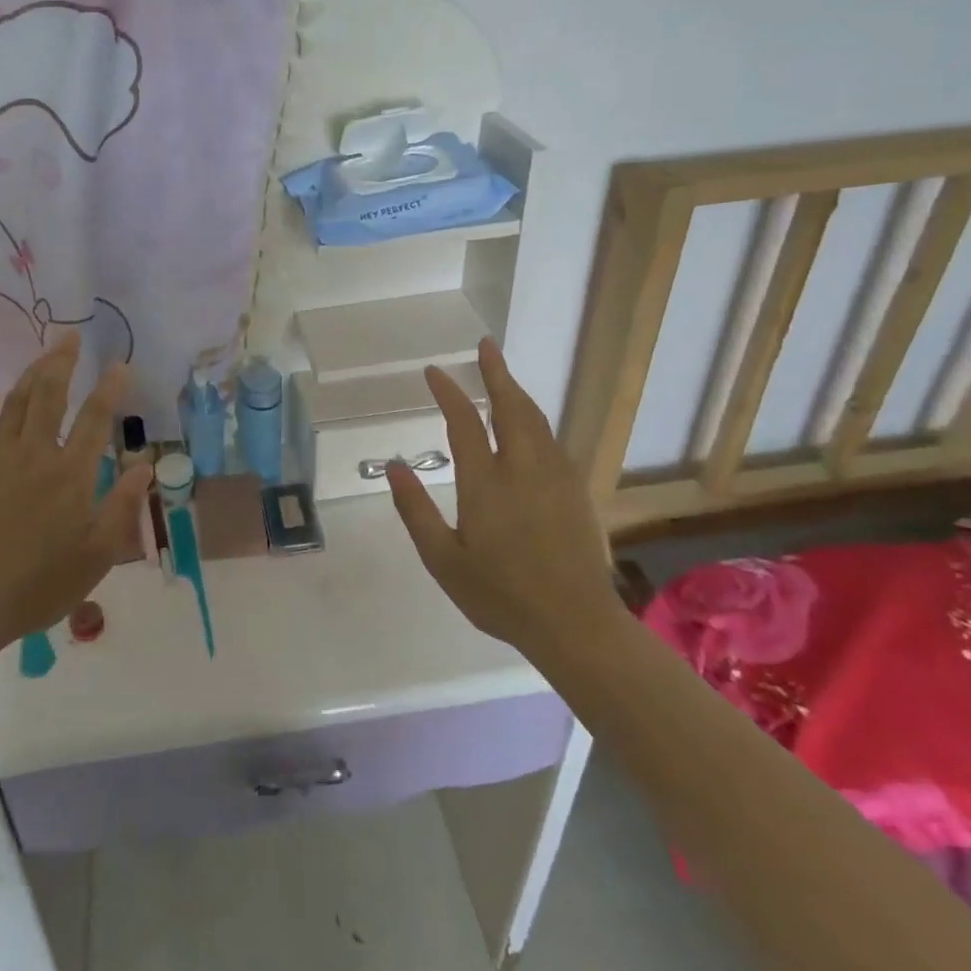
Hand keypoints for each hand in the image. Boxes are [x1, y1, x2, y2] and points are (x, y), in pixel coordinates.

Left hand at [0, 331, 149, 653]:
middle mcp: (36, 455)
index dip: (110, 389)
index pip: (95, 419)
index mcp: (71, 474)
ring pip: (16, 404)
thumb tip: (145, 466)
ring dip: (30, 374)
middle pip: (50, 395)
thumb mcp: (96, 554)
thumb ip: (122, 506)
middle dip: (62, 361)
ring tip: (43, 354)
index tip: (121, 364)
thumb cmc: (40, 584)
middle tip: (71, 336)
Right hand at [387, 339, 623, 663]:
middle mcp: (523, 469)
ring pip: (536, 420)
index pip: (464, 422)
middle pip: (511, 407)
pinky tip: (529, 424)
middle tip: (486, 346)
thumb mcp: (442, 560)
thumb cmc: (500, 595)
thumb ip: (415, 510)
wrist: (576, 624)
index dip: (449, 393)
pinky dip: (535, 419)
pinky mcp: (576, 491)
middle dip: (496, 373)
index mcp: (486, 483)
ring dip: (517, 393)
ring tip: (503, 375)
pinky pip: (551, 440)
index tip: (434, 371)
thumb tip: (394, 466)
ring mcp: (555, 478)